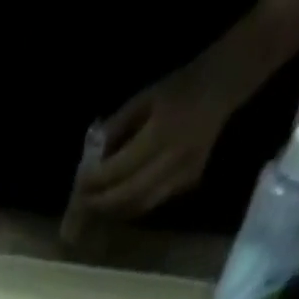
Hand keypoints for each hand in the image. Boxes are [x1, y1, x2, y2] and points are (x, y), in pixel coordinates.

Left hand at [79, 62, 235, 219]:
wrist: (220, 88)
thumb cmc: (176, 89)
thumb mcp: (142, 99)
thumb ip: (115, 129)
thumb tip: (90, 158)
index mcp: (160, 133)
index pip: (120, 169)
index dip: (96, 181)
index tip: (79, 185)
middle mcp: (172, 159)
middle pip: (128, 195)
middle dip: (101, 203)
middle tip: (81, 204)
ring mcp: (182, 176)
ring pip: (139, 206)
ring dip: (114, 210)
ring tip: (96, 207)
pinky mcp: (187, 185)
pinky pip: (152, 203)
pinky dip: (130, 206)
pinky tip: (118, 202)